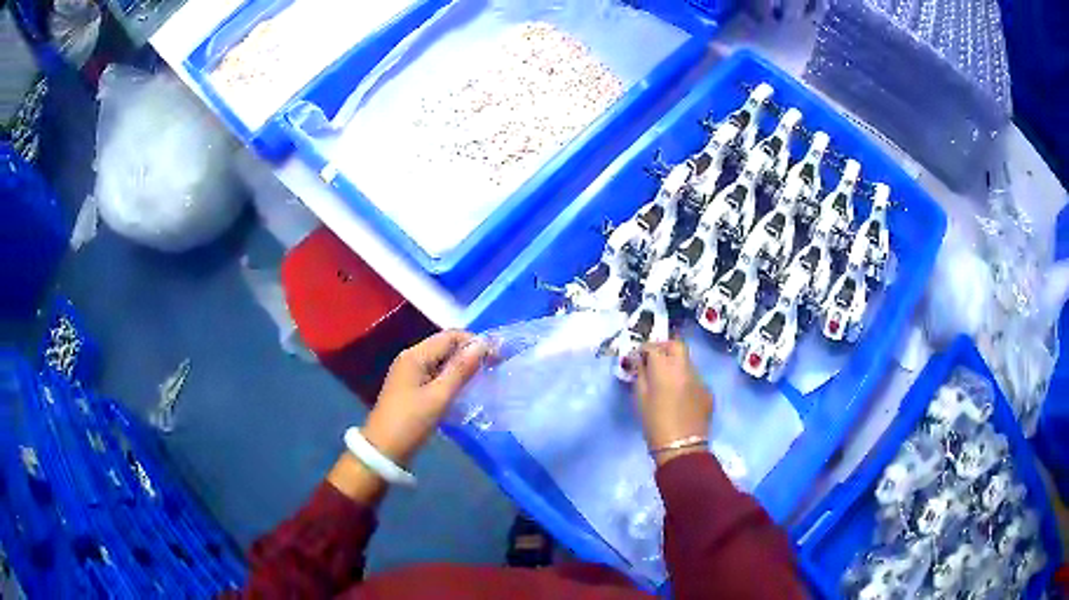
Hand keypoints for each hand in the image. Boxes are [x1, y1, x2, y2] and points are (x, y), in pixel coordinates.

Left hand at [363, 330, 486, 464]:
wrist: (384, 450)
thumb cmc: (411, 421)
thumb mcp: (439, 396)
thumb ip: (461, 369)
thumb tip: (483, 344)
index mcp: (415, 355)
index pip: (450, 336)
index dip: (475, 342)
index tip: (498, 356)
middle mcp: (411, 358)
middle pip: (445, 346)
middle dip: (470, 353)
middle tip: (494, 367)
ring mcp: (410, 373)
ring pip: (442, 361)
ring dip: (462, 366)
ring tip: (484, 378)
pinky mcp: (411, 387)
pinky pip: (436, 374)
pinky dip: (452, 377)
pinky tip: (465, 389)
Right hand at [633, 339, 713, 465]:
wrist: (682, 447)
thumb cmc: (655, 424)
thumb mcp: (640, 399)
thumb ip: (641, 376)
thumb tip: (641, 362)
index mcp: (665, 369)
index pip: (653, 347)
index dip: (644, 349)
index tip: (639, 356)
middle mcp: (685, 368)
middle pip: (676, 345)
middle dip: (664, 347)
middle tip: (655, 359)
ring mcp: (699, 378)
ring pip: (687, 362)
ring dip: (676, 365)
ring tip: (667, 381)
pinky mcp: (707, 391)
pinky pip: (695, 379)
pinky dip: (686, 381)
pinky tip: (680, 397)